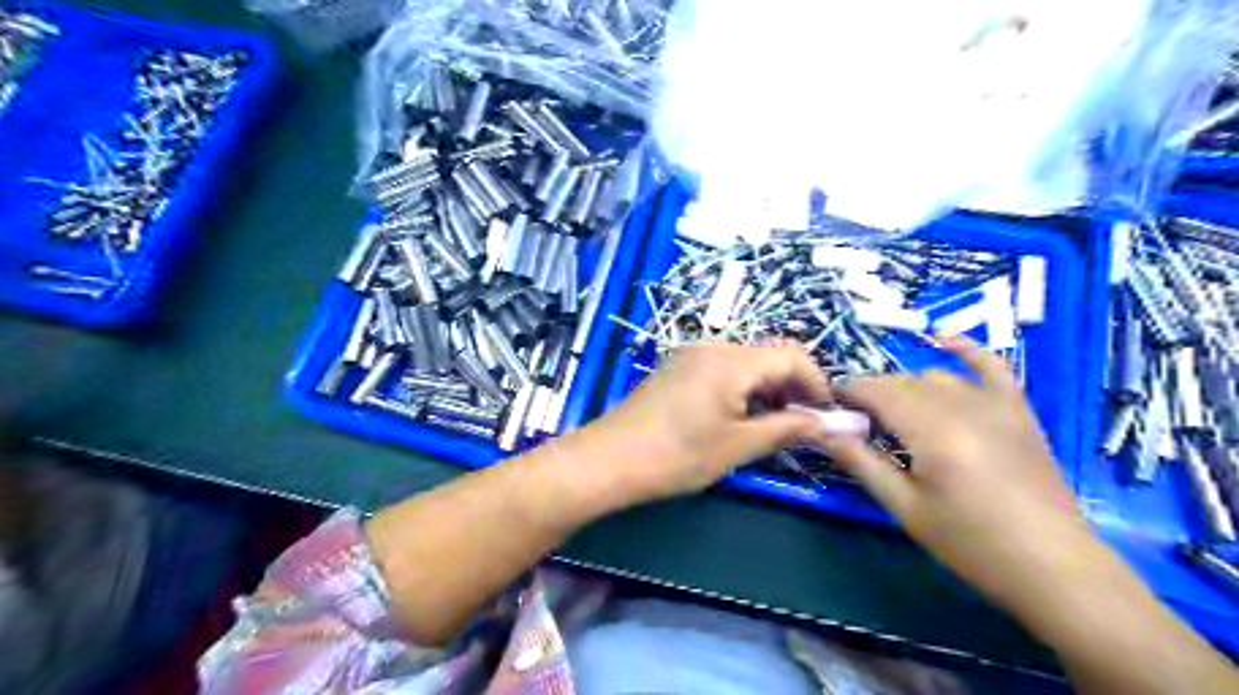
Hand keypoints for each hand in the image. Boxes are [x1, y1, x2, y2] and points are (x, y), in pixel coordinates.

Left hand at [570, 342, 832, 504]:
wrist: (609, 459)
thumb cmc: (677, 455)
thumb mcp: (738, 445)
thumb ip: (787, 429)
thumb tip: (829, 424)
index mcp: (732, 360)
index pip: (793, 355)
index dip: (817, 384)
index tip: (825, 418)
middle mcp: (714, 346)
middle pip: (769, 356)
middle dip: (792, 388)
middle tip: (799, 428)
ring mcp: (692, 355)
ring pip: (746, 364)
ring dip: (767, 391)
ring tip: (769, 428)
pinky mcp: (678, 368)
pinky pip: (723, 370)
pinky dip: (742, 390)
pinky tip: (737, 419)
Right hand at [820, 340, 1093, 609]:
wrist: (1052, 566)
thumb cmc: (970, 542)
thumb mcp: (905, 507)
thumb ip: (861, 463)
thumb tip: (822, 431)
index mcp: (931, 431)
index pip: (877, 392)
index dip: (849, 392)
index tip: (831, 404)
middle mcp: (962, 407)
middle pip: (902, 383)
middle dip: (873, 393)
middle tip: (857, 420)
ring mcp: (995, 405)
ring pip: (935, 377)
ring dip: (906, 387)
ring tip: (895, 413)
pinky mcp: (1018, 411)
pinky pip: (993, 367)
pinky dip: (966, 351)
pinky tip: (943, 342)